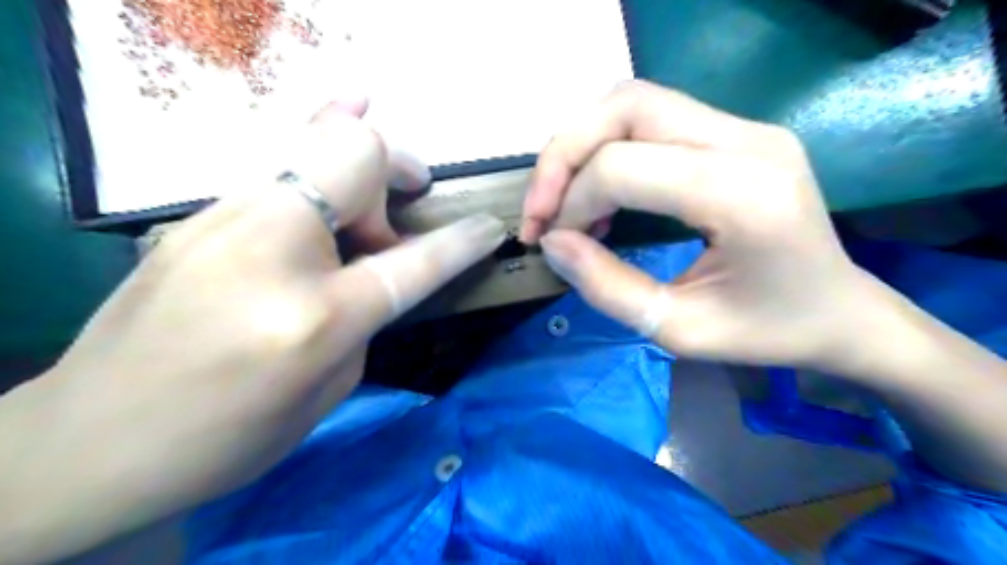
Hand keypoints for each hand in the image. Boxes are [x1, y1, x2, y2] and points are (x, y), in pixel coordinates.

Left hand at [0, 99, 502, 563]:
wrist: (90, 441)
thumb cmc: (225, 438)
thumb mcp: (326, 391)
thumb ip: (363, 318)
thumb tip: (375, 268)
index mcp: (312, 319)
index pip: (411, 264)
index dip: (461, 243)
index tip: (491, 228)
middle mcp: (269, 251)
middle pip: (355, 158)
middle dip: (397, 169)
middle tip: (406, 203)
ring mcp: (222, 222)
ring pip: (311, 142)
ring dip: (359, 159)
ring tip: (377, 178)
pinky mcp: (196, 216)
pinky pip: (276, 163)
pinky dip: (315, 145)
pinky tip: (335, 123)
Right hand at [523, 80, 881, 369]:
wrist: (843, 313)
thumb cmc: (768, 332)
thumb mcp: (678, 330)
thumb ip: (607, 287)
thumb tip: (553, 242)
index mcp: (744, 195)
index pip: (624, 166)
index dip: (572, 202)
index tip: (553, 242)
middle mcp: (748, 141)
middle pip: (625, 106)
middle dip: (563, 155)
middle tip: (541, 209)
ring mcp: (747, 128)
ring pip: (634, 101)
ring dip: (582, 146)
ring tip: (564, 201)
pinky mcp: (737, 133)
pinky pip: (652, 119)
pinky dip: (608, 148)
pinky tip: (601, 194)